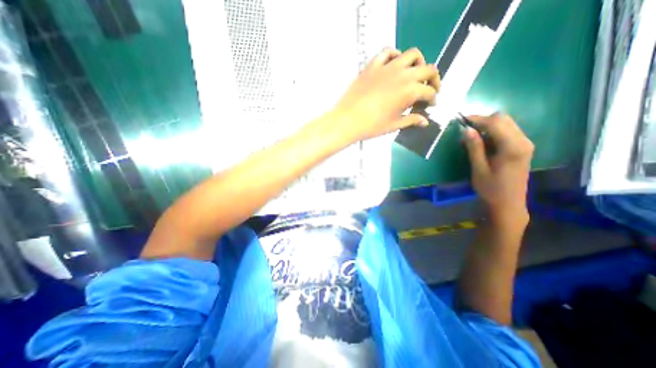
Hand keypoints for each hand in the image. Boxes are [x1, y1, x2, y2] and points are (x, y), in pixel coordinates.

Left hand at [334, 47, 439, 142]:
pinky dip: (395, 55)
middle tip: (428, 89)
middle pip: (428, 69)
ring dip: (418, 63)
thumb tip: (424, 121)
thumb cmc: (371, 126)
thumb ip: (411, 120)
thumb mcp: (394, 125)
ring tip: (414, 74)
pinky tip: (394, 64)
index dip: (432, 98)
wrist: (348, 120)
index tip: (430, 104)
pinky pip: (387, 52)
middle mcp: (402, 75)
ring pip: (412, 55)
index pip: (429, 91)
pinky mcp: (372, 66)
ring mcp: (387, 67)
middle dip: (433, 79)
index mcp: (409, 91)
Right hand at [463, 114, 534, 223]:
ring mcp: (525, 144)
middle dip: (483, 120)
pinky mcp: (523, 148)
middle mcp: (523, 141)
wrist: (508, 203)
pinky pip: (508, 132)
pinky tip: (483, 142)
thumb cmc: (490, 188)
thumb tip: (467, 129)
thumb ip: (474, 147)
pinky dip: (494, 132)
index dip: (478, 118)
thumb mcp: (478, 168)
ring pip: (507, 124)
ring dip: (488, 126)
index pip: (496, 122)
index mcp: (513, 147)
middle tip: (466, 130)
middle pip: (504, 119)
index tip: (461, 120)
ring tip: (472, 137)